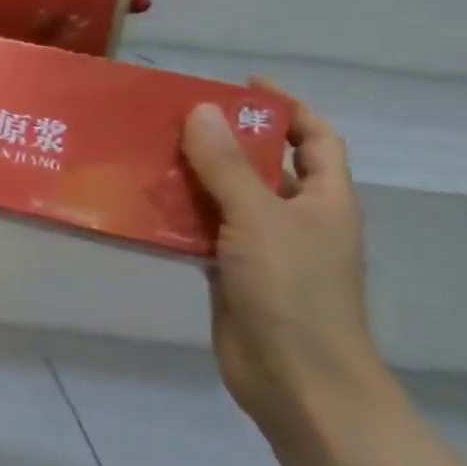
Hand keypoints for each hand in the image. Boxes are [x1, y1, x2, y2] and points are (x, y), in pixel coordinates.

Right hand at [182, 92, 397, 443]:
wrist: (295, 379)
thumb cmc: (293, 291)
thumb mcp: (260, 218)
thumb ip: (227, 166)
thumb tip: (201, 111)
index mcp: (323, 199)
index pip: (315, 138)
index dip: (287, 108)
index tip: (243, 86)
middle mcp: (295, 218)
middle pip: (262, 166)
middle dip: (225, 140)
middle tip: (175, 118)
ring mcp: (262, 248)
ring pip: (226, 200)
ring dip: (193, 178)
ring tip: (148, 152)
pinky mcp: (230, 273)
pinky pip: (202, 233)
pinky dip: (177, 218)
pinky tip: (142, 205)